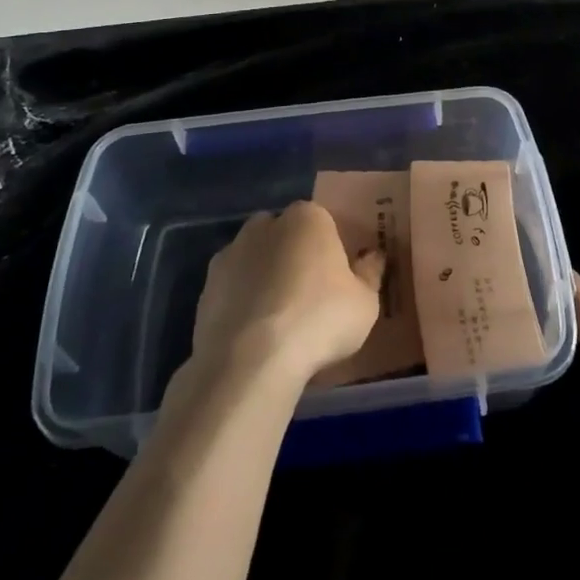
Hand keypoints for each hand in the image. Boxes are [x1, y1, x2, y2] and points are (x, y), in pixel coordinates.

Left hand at [190, 200, 383, 385]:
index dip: (332, 248)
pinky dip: (242, 301)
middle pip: (286, 234)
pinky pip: (233, 288)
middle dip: (295, 255)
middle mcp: (265, 224)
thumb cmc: (319, 320)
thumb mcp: (365, 303)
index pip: (324, 221)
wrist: (250, 361)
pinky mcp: (206, 287)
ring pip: (255, 258)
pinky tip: (254, 333)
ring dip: (265, 277)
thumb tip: (372, 257)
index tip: (339, 278)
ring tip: (279, 318)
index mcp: (308, 218)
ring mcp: (230, 253)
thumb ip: (370, 274)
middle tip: (309, 294)